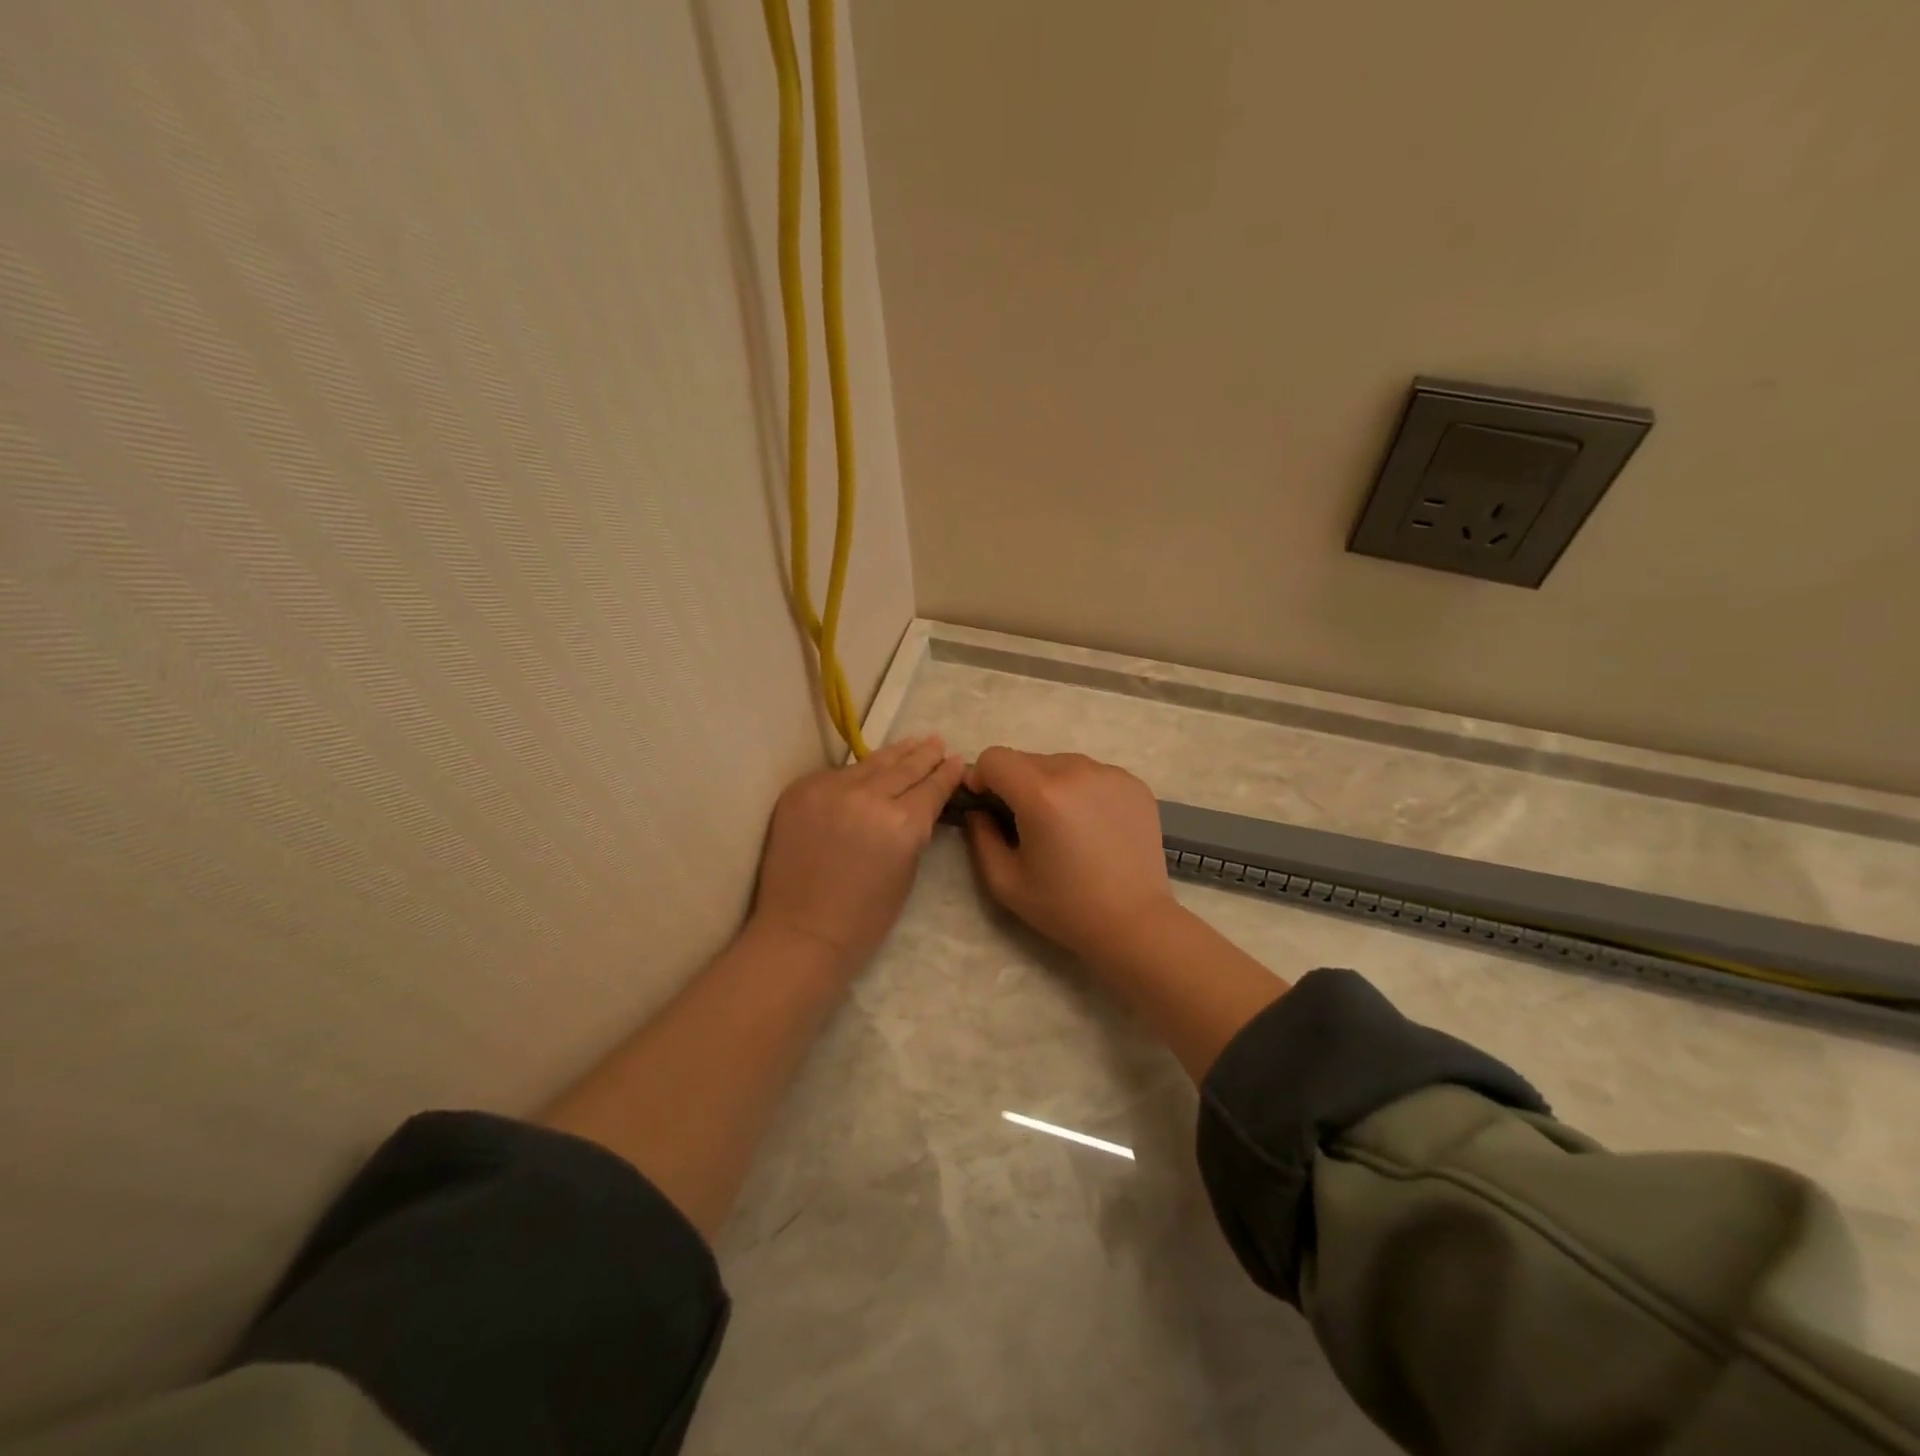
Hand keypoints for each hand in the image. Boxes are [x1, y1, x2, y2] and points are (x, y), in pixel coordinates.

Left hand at [750, 735, 964, 975]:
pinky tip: (870, 767)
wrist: (800, 932)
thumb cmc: (864, 918)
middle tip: (937, 742)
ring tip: (912, 742)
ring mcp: (831, 789)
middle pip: (904, 767)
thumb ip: (915, 829)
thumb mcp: (906, 871)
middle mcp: (869, 797)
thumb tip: (921, 802)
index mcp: (903, 823)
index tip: (957, 759)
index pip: (931, 787)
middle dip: (924, 754)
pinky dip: (857, 773)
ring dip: (895, 753)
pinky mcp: (801, 790)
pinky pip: (838, 775)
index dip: (947, 773)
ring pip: (870, 763)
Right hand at [962, 748, 1182, 963]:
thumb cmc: (1065, 907)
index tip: (987, 804)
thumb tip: (978, 809)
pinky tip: (1092, 826)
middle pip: (1028, 759)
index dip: (982, 777)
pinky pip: (1092, 774)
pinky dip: (1082, 790)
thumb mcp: (1005, 881)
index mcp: (1041, 794)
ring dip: (1050, 784)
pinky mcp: (1133, 783)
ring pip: (1061, 763)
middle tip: (1027, 823)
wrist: (1135, 922)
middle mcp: (1076, 771)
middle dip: (1016, 784)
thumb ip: (980, 837)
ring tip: (1063, 825)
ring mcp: (1110, 774)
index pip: (995, 757)